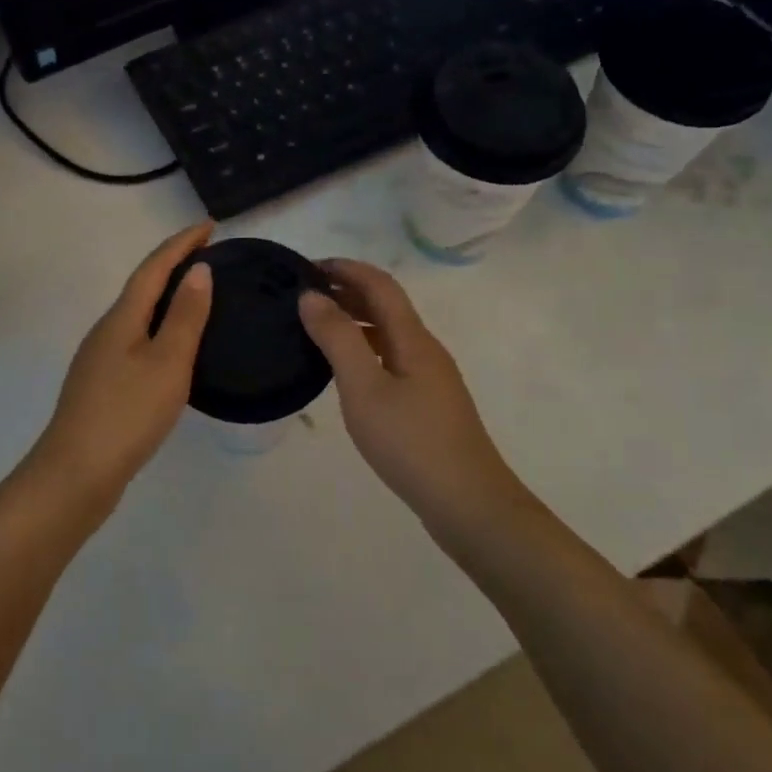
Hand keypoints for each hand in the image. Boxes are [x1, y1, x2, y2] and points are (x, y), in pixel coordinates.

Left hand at [29, 223, 215, 508]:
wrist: (75, 473)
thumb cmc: (127, 414)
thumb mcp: (167, 363)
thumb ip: (185, 316)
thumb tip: (199, 270)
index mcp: (122, 318)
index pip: (154, 266)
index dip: (182, 243)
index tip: (210, 226)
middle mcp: (106, 329)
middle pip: (142, 285)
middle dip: (174, 264)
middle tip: (210, 256)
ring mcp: (99, 358)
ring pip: (137, 313)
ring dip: (166, 296)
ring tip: (197, 296)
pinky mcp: (101, 384)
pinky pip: (135, 338)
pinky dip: (158, 326)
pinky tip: (172, 347)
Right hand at [298, 259, 519, 523]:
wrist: (468, 504)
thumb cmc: (411, 443)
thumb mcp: (364, 389)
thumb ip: (337, 339)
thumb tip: (311, 296)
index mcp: (413, 338)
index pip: (379, 284)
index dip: (345, 268)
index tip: (306, 267)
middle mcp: (425, 349)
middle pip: (386, 305)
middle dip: (347, 291)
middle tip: (303, 296)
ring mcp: (430, 378)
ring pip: (388, 333)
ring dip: (354, 320)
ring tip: (316, 327)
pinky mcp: (428, 403)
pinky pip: (390, 358)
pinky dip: (363, 349)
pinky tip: (344, 370)